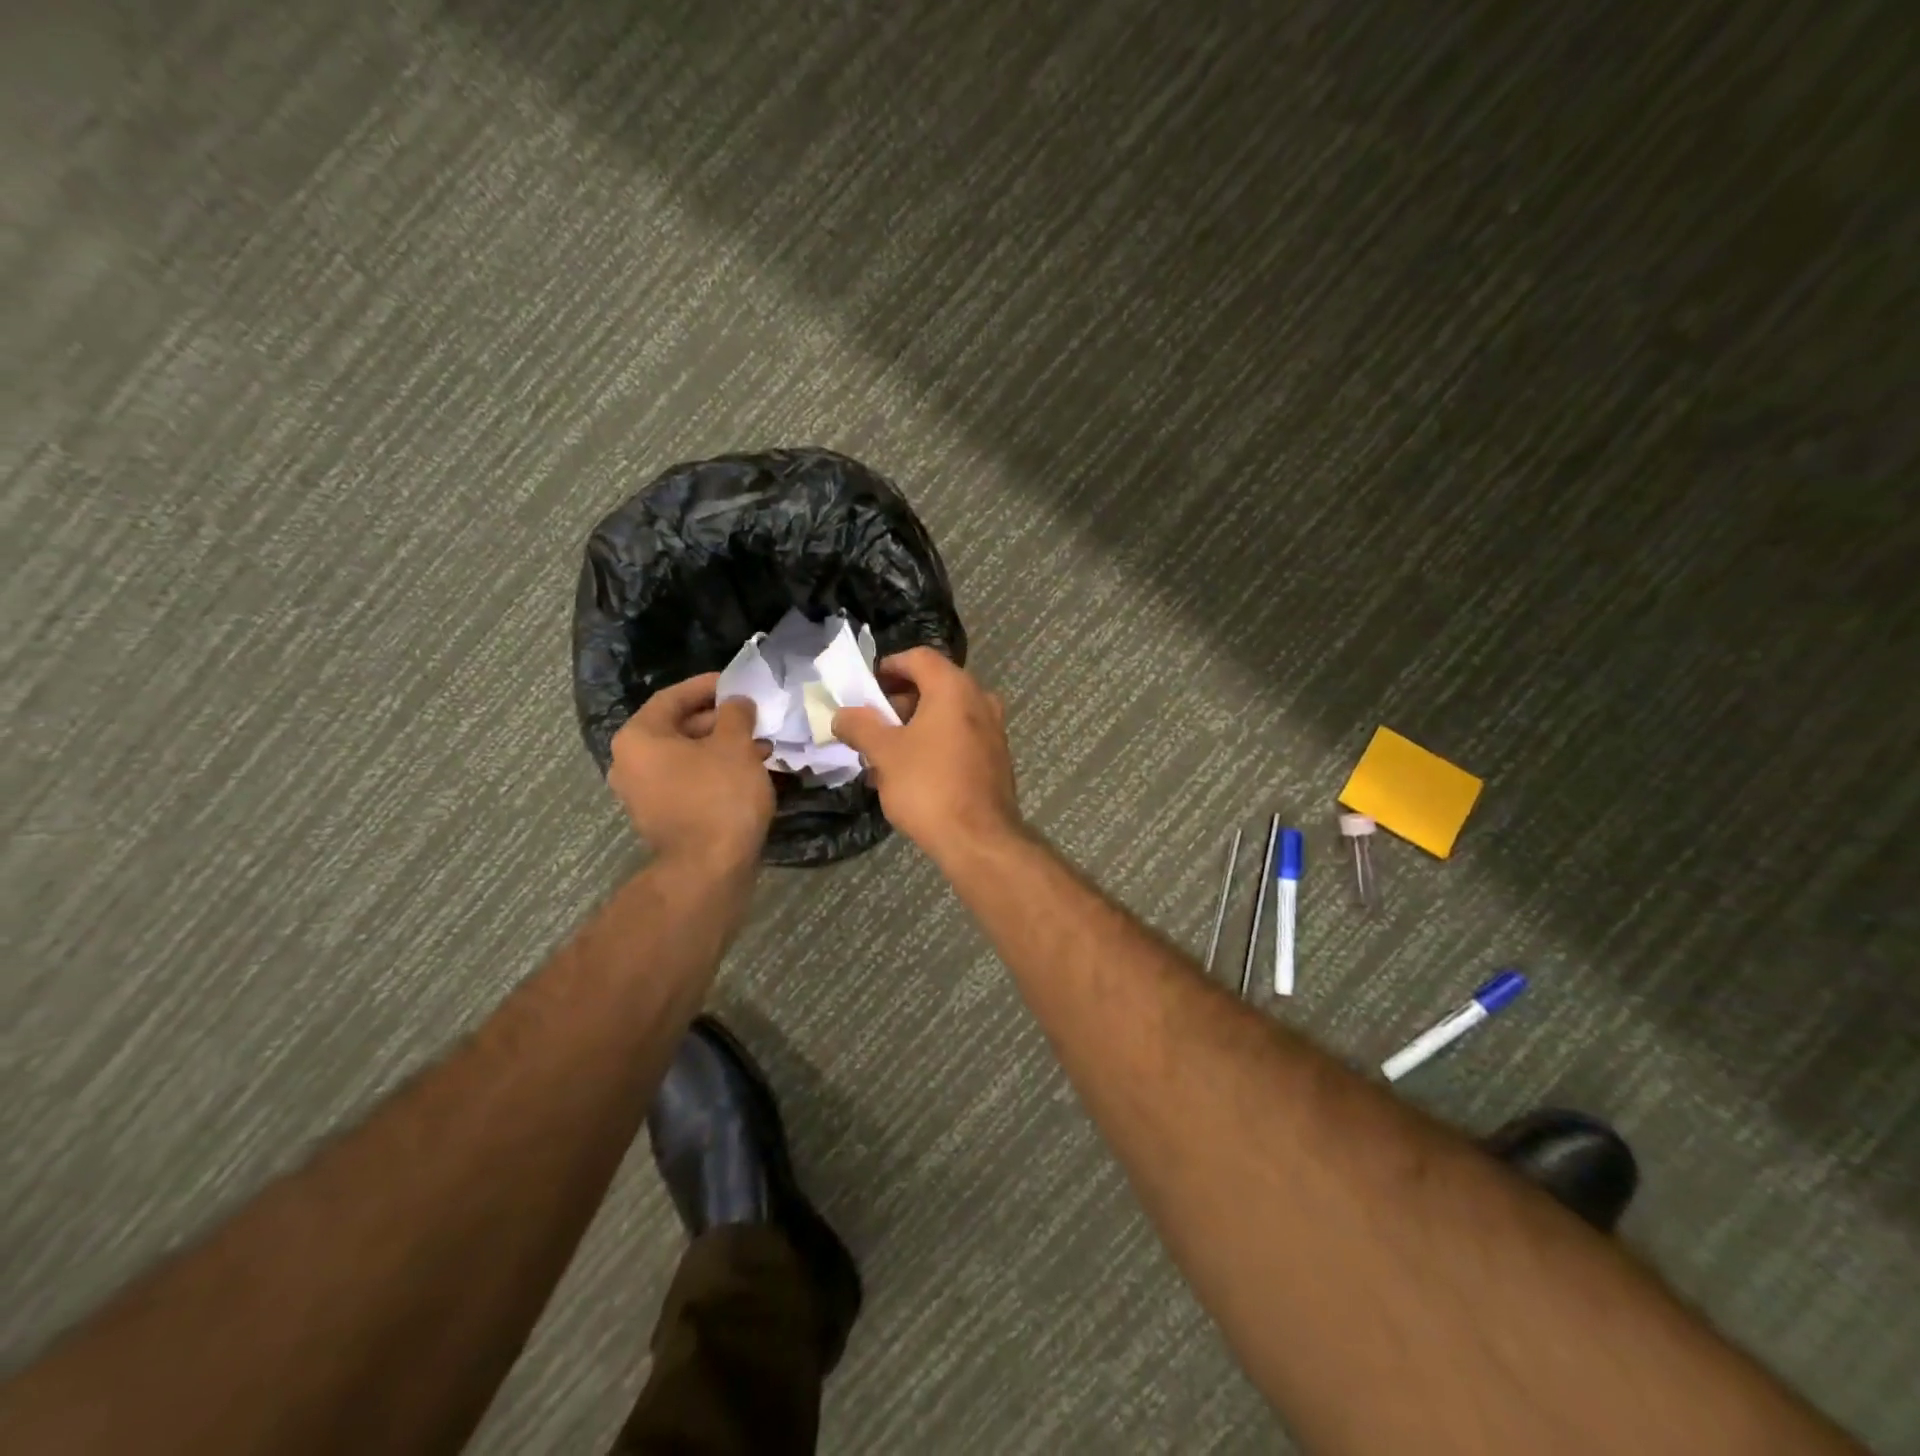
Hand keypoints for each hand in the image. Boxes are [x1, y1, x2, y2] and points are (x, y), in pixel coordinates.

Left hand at [609, 673, 774, 870]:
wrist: (709, 868)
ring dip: (723, 747)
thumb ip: (736, 714)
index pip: (673, 697)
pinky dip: (716, 771)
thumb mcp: (735, 745)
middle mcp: (631, 763)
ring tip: (762, 746)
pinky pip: (690, 780)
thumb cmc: (719, 796)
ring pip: (688, 757)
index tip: (738, 684)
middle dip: (721, 720)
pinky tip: (750, 772)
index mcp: (639, 738)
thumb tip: (737, 702)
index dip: (708, 687)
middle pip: (678, 727)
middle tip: (755, 717)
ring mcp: (644, 794)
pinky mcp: (663, 817)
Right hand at [831, 648, 1020, 860]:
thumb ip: (860, 726)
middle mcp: (980, 700)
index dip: (888, 666)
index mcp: (954, 687)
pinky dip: (935, 744)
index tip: (866, 688)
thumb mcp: (884, 753)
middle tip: (871, 724)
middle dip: (898, 702)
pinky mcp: (996, 758)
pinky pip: (960, 738)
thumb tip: (842, 714)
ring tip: (884, 753)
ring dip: (915, 727)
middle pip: (934, 685)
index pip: (918, 658)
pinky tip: (912, 773)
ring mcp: (993, 730)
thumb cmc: (928, 786)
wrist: (979, 839)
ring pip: (947, 715)